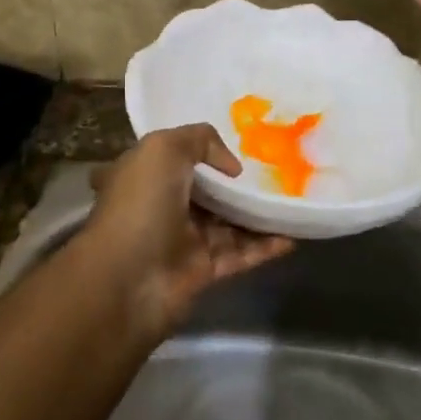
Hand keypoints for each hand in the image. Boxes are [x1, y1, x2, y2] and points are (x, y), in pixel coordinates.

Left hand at [80, 124, 292, 338]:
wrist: (127, 280)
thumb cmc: (141, 205)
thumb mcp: (163, 149)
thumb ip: (200, 139)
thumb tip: (231, 166)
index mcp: (146, 176)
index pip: (178, 158)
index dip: (206, 151)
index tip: (244, 145)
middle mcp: (163, 207)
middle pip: (209, 192)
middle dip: (239, 183)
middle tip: (278, 172)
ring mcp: (183, 241)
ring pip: (229, 224)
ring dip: (258, 214)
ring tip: (292, 201)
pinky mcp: (202, 272)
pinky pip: (240, 254)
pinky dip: (264, 246)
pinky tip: (291, 235)